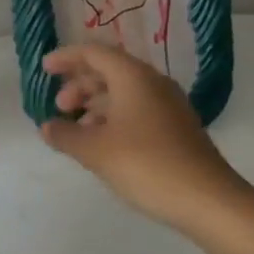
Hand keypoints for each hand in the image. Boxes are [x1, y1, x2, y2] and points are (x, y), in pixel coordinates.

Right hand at [39, 43, 242, 223]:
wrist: (209, 201)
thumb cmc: (146, 165)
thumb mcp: (95, 151)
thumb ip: (65, 135)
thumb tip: (47, 127)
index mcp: (132, 76)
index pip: (93, 53)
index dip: (66, 58)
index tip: (45, 69)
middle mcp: (153, 83)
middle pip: (109, 70)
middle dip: (80, 85)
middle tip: (60, 107)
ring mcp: (169, 105)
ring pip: (124, 92)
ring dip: (96, 103)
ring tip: (79, 128)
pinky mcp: (178, 128)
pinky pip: (138, 109)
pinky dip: (115, 117)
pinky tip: (105, 142)